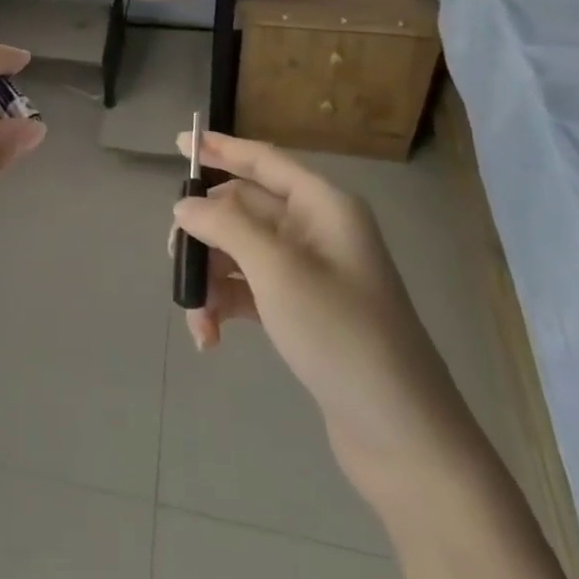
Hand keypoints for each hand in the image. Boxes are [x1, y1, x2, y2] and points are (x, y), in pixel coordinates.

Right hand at [172, 131, 482, 509]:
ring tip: (197, 320)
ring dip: (210, 278)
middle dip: (204, 233)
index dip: (219, 147)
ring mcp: (310, 273)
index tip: (178, 141)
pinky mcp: (302, 311)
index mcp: (322, 206)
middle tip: (174, 260)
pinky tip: (209, 338)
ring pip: (239, 252)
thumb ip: (225, 226)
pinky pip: (248, 290)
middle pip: (242, 209)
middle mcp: (316, 230)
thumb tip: (185, 205)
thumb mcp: (277, 270)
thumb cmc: (342, 335)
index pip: (263, 160)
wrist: (404, 437)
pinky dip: (224, 306)